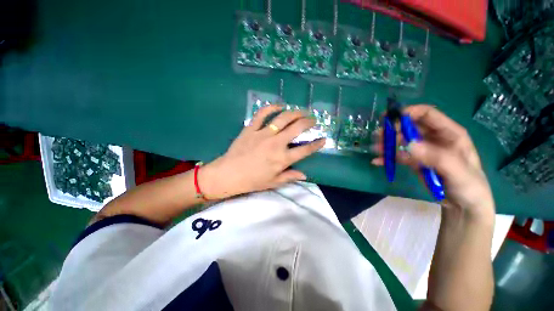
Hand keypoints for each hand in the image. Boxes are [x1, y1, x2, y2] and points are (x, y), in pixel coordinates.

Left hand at [199, 105, 324, 199]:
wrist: (228, 174)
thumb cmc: (252, 181)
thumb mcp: (273, 182)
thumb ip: (290, 177)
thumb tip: (304, 175)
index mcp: (282, 159)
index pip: (305, 150)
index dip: (317, 144)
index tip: (323, 139)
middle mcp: (276, 144)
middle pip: (297, 128)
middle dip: (308, 122)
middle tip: (313, 119)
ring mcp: (263, 134)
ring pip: (283, 118)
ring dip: (295, 112)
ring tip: (301, 111)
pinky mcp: (251, 128)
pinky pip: (262, 114)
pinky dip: (271, 107)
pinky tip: (279, 106)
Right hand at [372, 105, 494, 218]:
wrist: (463, 206)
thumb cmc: (469, 186)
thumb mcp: (457, 171)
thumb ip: (436, 157)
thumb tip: (409, 145)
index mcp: (449, 133)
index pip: (427, 115)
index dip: (409, 113)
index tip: (390, 118)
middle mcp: (434, 138)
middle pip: (409, 127)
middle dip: (393, 129)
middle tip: (379, 136)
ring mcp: (423, 150)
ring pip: (401, 141)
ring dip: (387, 143)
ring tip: (375, 149)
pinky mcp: (415, 161)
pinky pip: (398, 156)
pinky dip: (387, 157)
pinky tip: (377, 161)